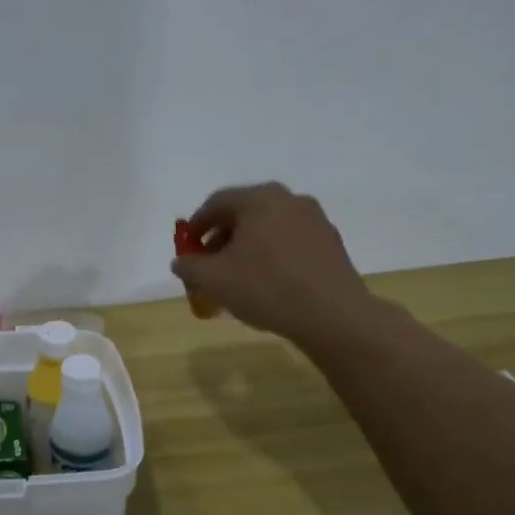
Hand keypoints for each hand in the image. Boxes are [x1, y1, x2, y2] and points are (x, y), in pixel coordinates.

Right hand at [172, 184, 372, 350]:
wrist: (332, 315)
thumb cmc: (265, 288)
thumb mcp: (213, 280)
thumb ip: (189, 266)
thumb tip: (182, 261)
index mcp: (258, 200)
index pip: (215, 203)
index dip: (196, 226)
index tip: (187, 248)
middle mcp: (288, 199)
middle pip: (243, 212)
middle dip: (221, 237)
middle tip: (210, 263)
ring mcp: (314, 219)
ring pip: (268, 227)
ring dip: (247, 246)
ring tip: (237, 275)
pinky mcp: (330, 241)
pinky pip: (289, 240)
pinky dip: (272, 253)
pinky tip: (267, 280)